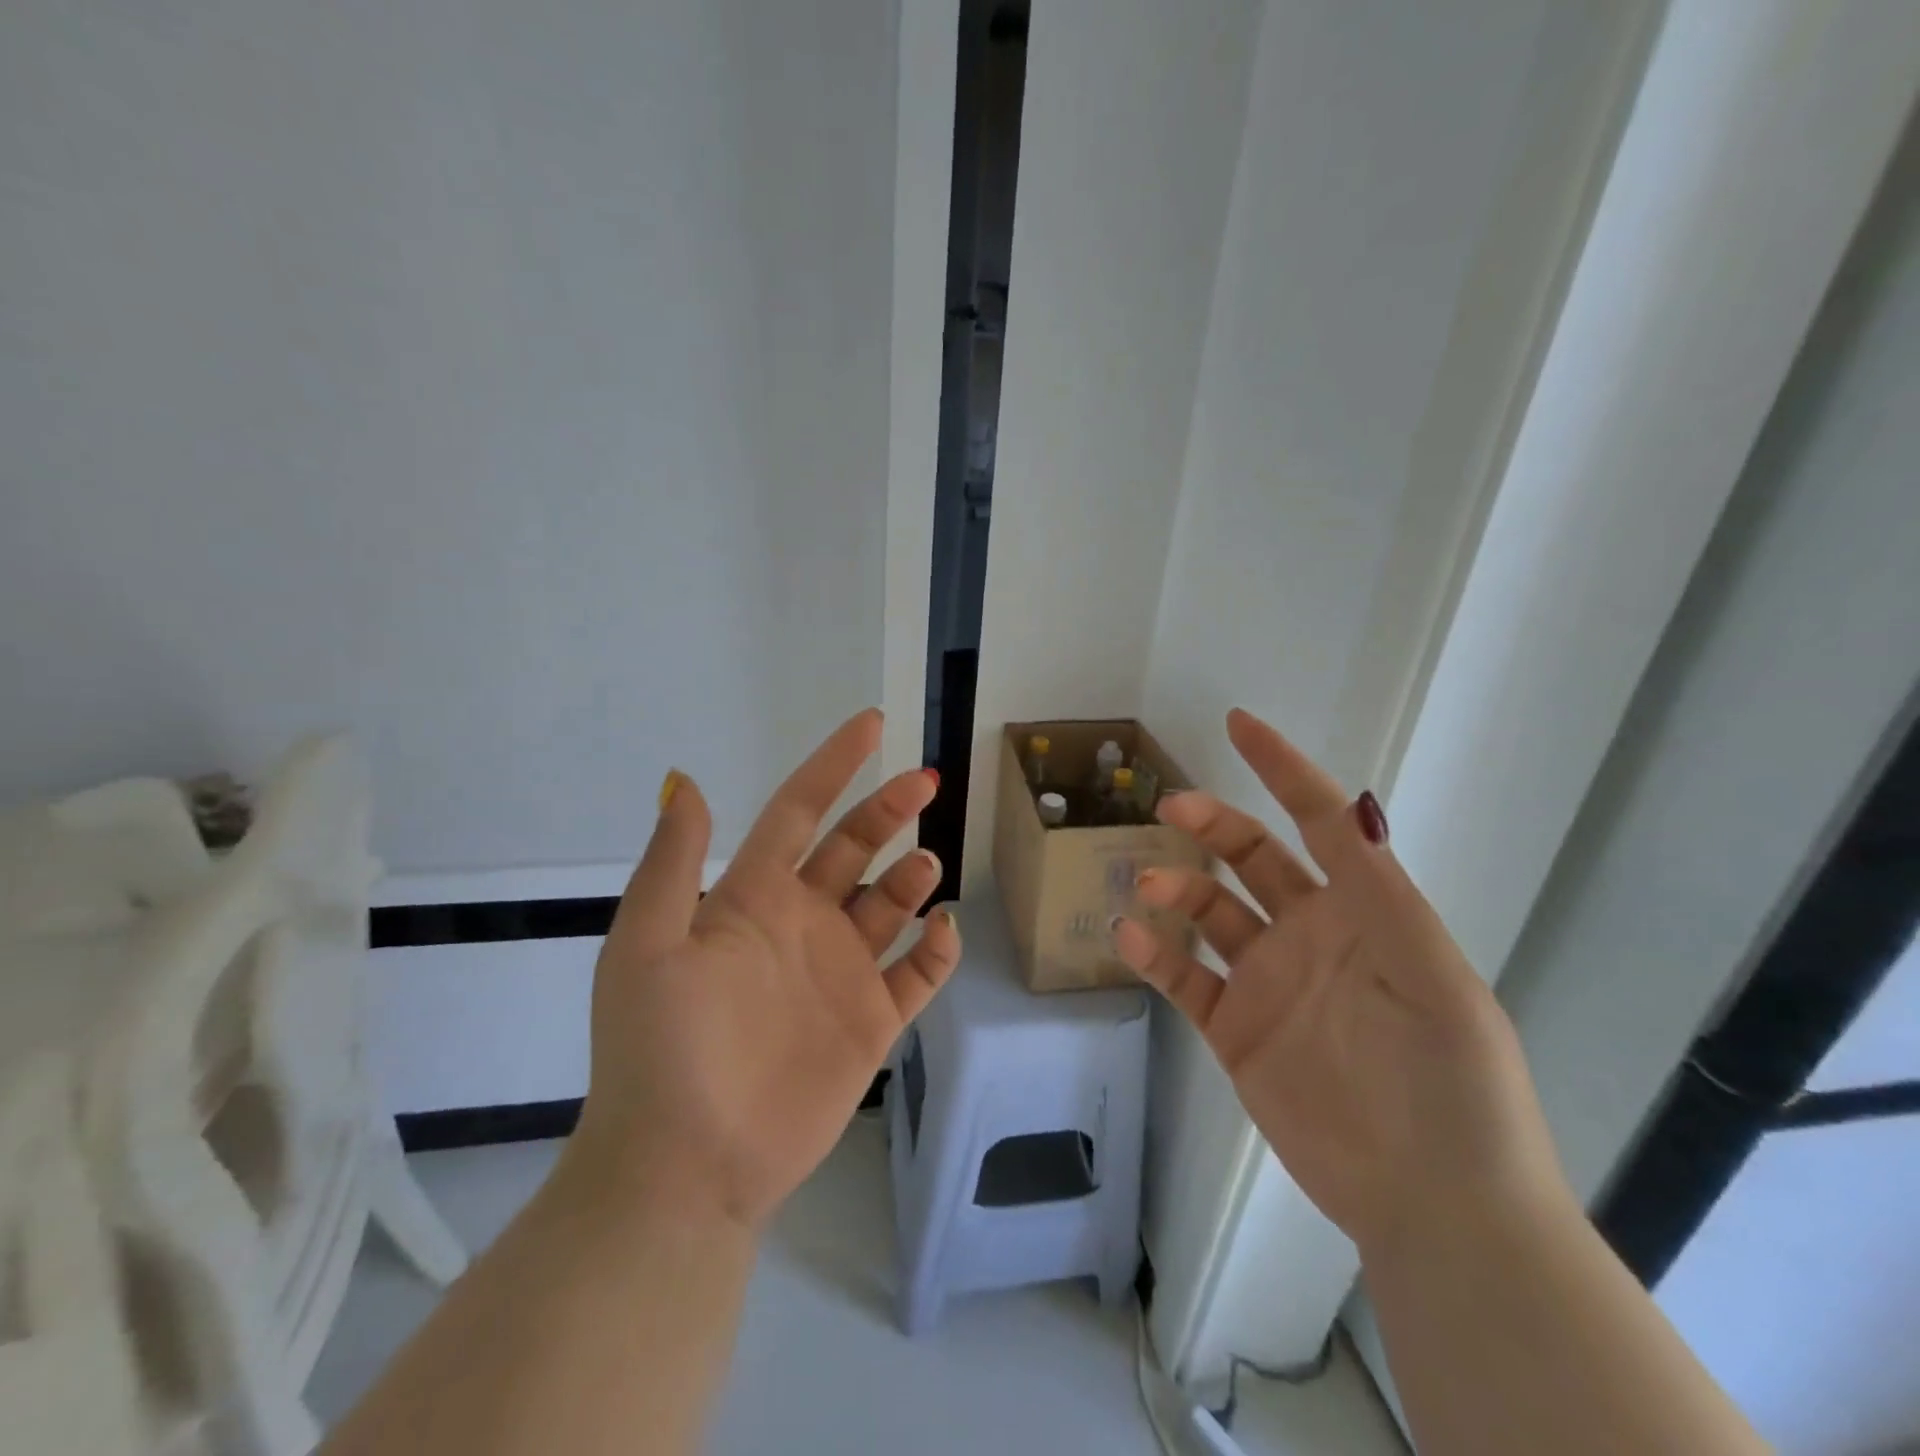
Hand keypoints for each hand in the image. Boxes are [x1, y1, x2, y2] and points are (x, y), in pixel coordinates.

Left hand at [565, 709, 959, 1228]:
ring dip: (912, 875)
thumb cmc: (662, 1050)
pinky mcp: (871, 1023)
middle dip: (889, 809)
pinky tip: (941, 930)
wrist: (687, 1168)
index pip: (799, 812)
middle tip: (925, 782)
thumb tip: (686, 779)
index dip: (833, 765)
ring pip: (891, 904)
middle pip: (856, 848)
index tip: (872, 724)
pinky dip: (937, 949)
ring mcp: (840, 973)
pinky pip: (916, 975)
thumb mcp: (646, 946)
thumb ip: (673, 863)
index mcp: (752, 899)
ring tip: (923, 865)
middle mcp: (802, 925)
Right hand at [1114, 709, 1565, 1254]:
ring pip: (1208, 914)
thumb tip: (1348, 805)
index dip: (1282, 770)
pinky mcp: (1236, 1031)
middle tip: (1168, 810)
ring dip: (1174, 889)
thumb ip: (1381, 890)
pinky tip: (1132, 939)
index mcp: (1361, 911)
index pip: (1317, 822)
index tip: (1239, 725)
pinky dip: (1155, 955)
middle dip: (1210, 825)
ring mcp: (1268, 982)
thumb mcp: (1431, 973)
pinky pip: (1186, 980)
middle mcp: (1309, 935)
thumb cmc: (1451, 1082)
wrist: (1436, 1205)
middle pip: (1249, 857)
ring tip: (1147, 886)